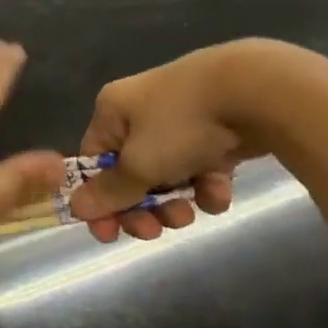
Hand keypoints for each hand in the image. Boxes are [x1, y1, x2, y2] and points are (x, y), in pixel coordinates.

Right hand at [68, 42, 278, 241]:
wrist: (252, 92)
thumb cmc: (180, 125)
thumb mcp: (140, 164)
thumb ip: (110, 191)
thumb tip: (76, 208)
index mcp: (112, 111)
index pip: (94, 161)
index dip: (100, 200)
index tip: (111, 235)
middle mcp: (140, 113)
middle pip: (131, 173)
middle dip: (144, 207)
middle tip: (157, 231)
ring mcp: (179, 121)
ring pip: (168, 175)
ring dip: (177, 201)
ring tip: (194, 210)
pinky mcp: (214, 131)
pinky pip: (200, 167)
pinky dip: (207, 184)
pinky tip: (221, 187)